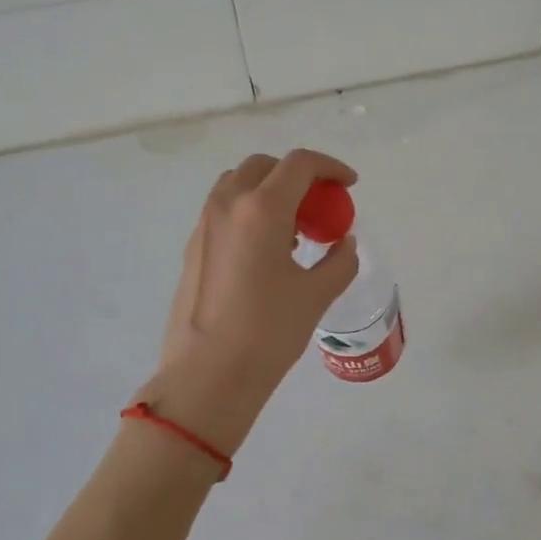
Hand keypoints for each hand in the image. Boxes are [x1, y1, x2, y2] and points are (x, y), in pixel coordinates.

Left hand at [136, 149, 361, 454]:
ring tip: (293, 229)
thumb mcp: (316, 295)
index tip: (348, 186)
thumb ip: (339, 261)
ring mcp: (204, 225)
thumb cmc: (267, 332)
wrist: (207, 375)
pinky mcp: (192, 247)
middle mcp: (228, 205)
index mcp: (262, 209)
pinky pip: (223, 210)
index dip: (330, 167)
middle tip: (319, 206)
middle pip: (265, 166)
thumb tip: (344, 243)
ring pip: (239, 184)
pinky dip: (249, 212)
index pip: (300, 164)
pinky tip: (266, 252)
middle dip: (297, 176)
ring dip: (269, 191)